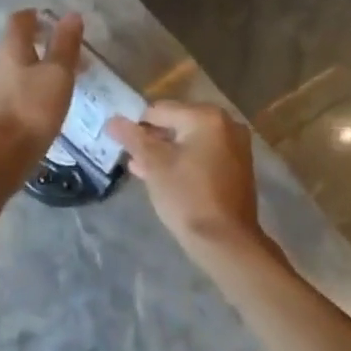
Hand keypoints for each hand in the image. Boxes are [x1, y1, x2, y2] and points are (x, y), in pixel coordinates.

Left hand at [0, 10, 82, 165]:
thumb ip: (65, 44)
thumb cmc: (32, 108)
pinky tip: (53, 102)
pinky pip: (21, 89)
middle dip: (45, 43)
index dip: (38, 16)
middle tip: (72, 52)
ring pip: (22, 68)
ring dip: (43, 67)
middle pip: (20, 44)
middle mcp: (0, 63)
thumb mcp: (57, 73)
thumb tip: (71, 14)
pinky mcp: (0, 111)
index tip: (59, 22)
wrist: (1, 155)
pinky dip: (38, 87)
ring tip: (69, 78)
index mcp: (12, 47)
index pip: (21, 19)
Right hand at [105, 102, 269, 262]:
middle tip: (133, 159)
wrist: (224, 240)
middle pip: (176, 123)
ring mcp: (236, 145)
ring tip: (142, 169)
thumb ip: (132, 138)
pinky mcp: (238, 166)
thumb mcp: (154, 165)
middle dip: (153, 139)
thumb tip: (113, 120)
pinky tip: (165, 178)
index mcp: (206, 117)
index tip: (123, 146)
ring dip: (166, 152)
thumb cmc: (187, 196)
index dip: (136, 126)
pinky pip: (204, 154)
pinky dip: (185, 161)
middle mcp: (226, 124)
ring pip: (190, 140)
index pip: (159, 110)